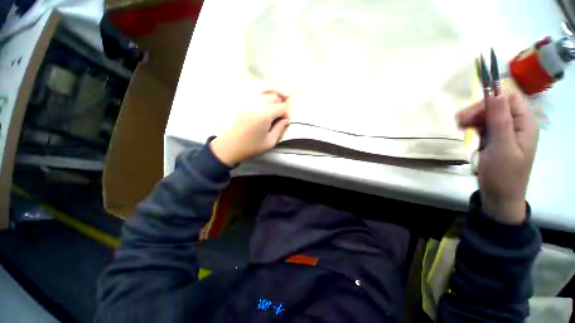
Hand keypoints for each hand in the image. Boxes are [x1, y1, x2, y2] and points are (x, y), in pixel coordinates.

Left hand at [210, 91, 290, 165]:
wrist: (229, 146)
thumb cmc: (250, 146)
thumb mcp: (270, 142)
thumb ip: (280, 129)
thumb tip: (286, 120)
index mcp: (265, 115)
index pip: (282, 107)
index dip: (286, 114)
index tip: (286, 121)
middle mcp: (257, 104)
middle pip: (274, 97)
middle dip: (281, 104)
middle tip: (281, 113)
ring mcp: (248, 100)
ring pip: (265, 90)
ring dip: (273, 94)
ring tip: (278, 99)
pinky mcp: (241, 101)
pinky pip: (254, 90)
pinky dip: (263, 91)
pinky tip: (266, 96)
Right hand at [456, 85, 538, 223]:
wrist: (499, 196)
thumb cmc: (503, 174)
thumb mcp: (502, 147)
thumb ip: (500, 120)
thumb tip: (495, 94)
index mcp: (525, 124)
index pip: (509, 98)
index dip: (490, 100)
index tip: (470, 111)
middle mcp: (517, 124)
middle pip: (497, 106)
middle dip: (477, 110)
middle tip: (459, 121)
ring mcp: (506, 132)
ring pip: (488, 115)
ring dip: (473, 118)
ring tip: (459, 127)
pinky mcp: (496, 139)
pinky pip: (484, 126)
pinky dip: (473, 127)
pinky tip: (465, 131)